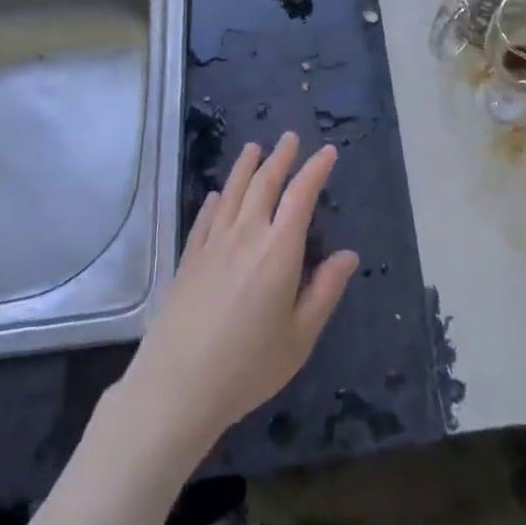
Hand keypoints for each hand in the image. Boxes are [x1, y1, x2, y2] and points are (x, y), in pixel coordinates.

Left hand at [119, 133, 358, 456]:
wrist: (177, 387)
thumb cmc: (248, 366)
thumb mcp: (299, 337)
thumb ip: (324, 291)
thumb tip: (348, 255)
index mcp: (279, 251)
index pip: (301, 196)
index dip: (315, 170)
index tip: (327, 152)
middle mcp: (246, 235)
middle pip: (264, 184)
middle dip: (280, 158)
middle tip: (290, 137)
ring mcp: (212, 245)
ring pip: (231, 193)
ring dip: (245, 168)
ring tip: (254, 148)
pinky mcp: (188, 260)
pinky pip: (204, 220)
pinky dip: (213, 202)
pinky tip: (215, 196)